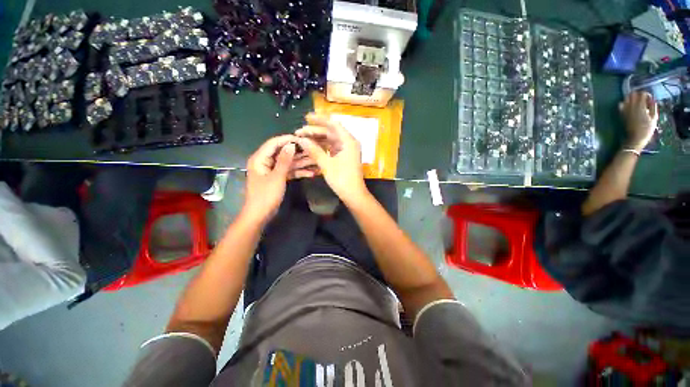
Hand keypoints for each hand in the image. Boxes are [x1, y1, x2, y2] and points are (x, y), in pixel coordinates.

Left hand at [243, 135, 313, 224]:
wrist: (260, 215)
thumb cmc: (266, 195)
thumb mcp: (277, 177)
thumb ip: (284, 160)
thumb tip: (291, 145)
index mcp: (260, 159)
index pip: (274, 143)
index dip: (287, 140)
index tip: (302, 139)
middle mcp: (265, 162)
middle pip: (282, 153)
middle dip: (298, 153)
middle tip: (313, 150)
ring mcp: (272, 170)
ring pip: (288, 163)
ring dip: (301, 163)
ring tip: (316, 161)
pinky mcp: (277, 178)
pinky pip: (288, 172)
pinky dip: (298, 172)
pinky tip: (311, 173)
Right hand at [294, 113, 367, 201]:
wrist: (354, 195)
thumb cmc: (342, 179)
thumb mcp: (327, 165)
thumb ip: (314, 151)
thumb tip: (301, 140)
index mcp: (348, 141)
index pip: (333, 124)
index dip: (319, 119)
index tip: (306, 117)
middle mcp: (349, 143)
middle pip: (331, 132)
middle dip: (315, 131)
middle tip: (299, 132)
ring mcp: (347, 150)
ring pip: (330, 140)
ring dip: (317, 139)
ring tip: (303, 138)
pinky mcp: (344, 156)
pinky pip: (332, 147)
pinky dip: (322, 147)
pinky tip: (311, 146)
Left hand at [619, 91, 657, 151]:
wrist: (635, 138)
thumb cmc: (647, 129)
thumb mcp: (654, 118)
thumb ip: (653, 107)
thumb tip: (652, 100)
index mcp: (641, 106)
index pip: (642, 94)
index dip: (646, 95)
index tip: (650, 99)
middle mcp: (632, 106)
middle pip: (633, 94)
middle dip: (639, 95)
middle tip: (643, 101)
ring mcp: (625, 110)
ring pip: (626, 98)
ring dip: (631, 98)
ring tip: (637, 103)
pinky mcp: (622, 114)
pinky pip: (620, 105)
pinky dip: (624, 103)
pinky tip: (629, 107)